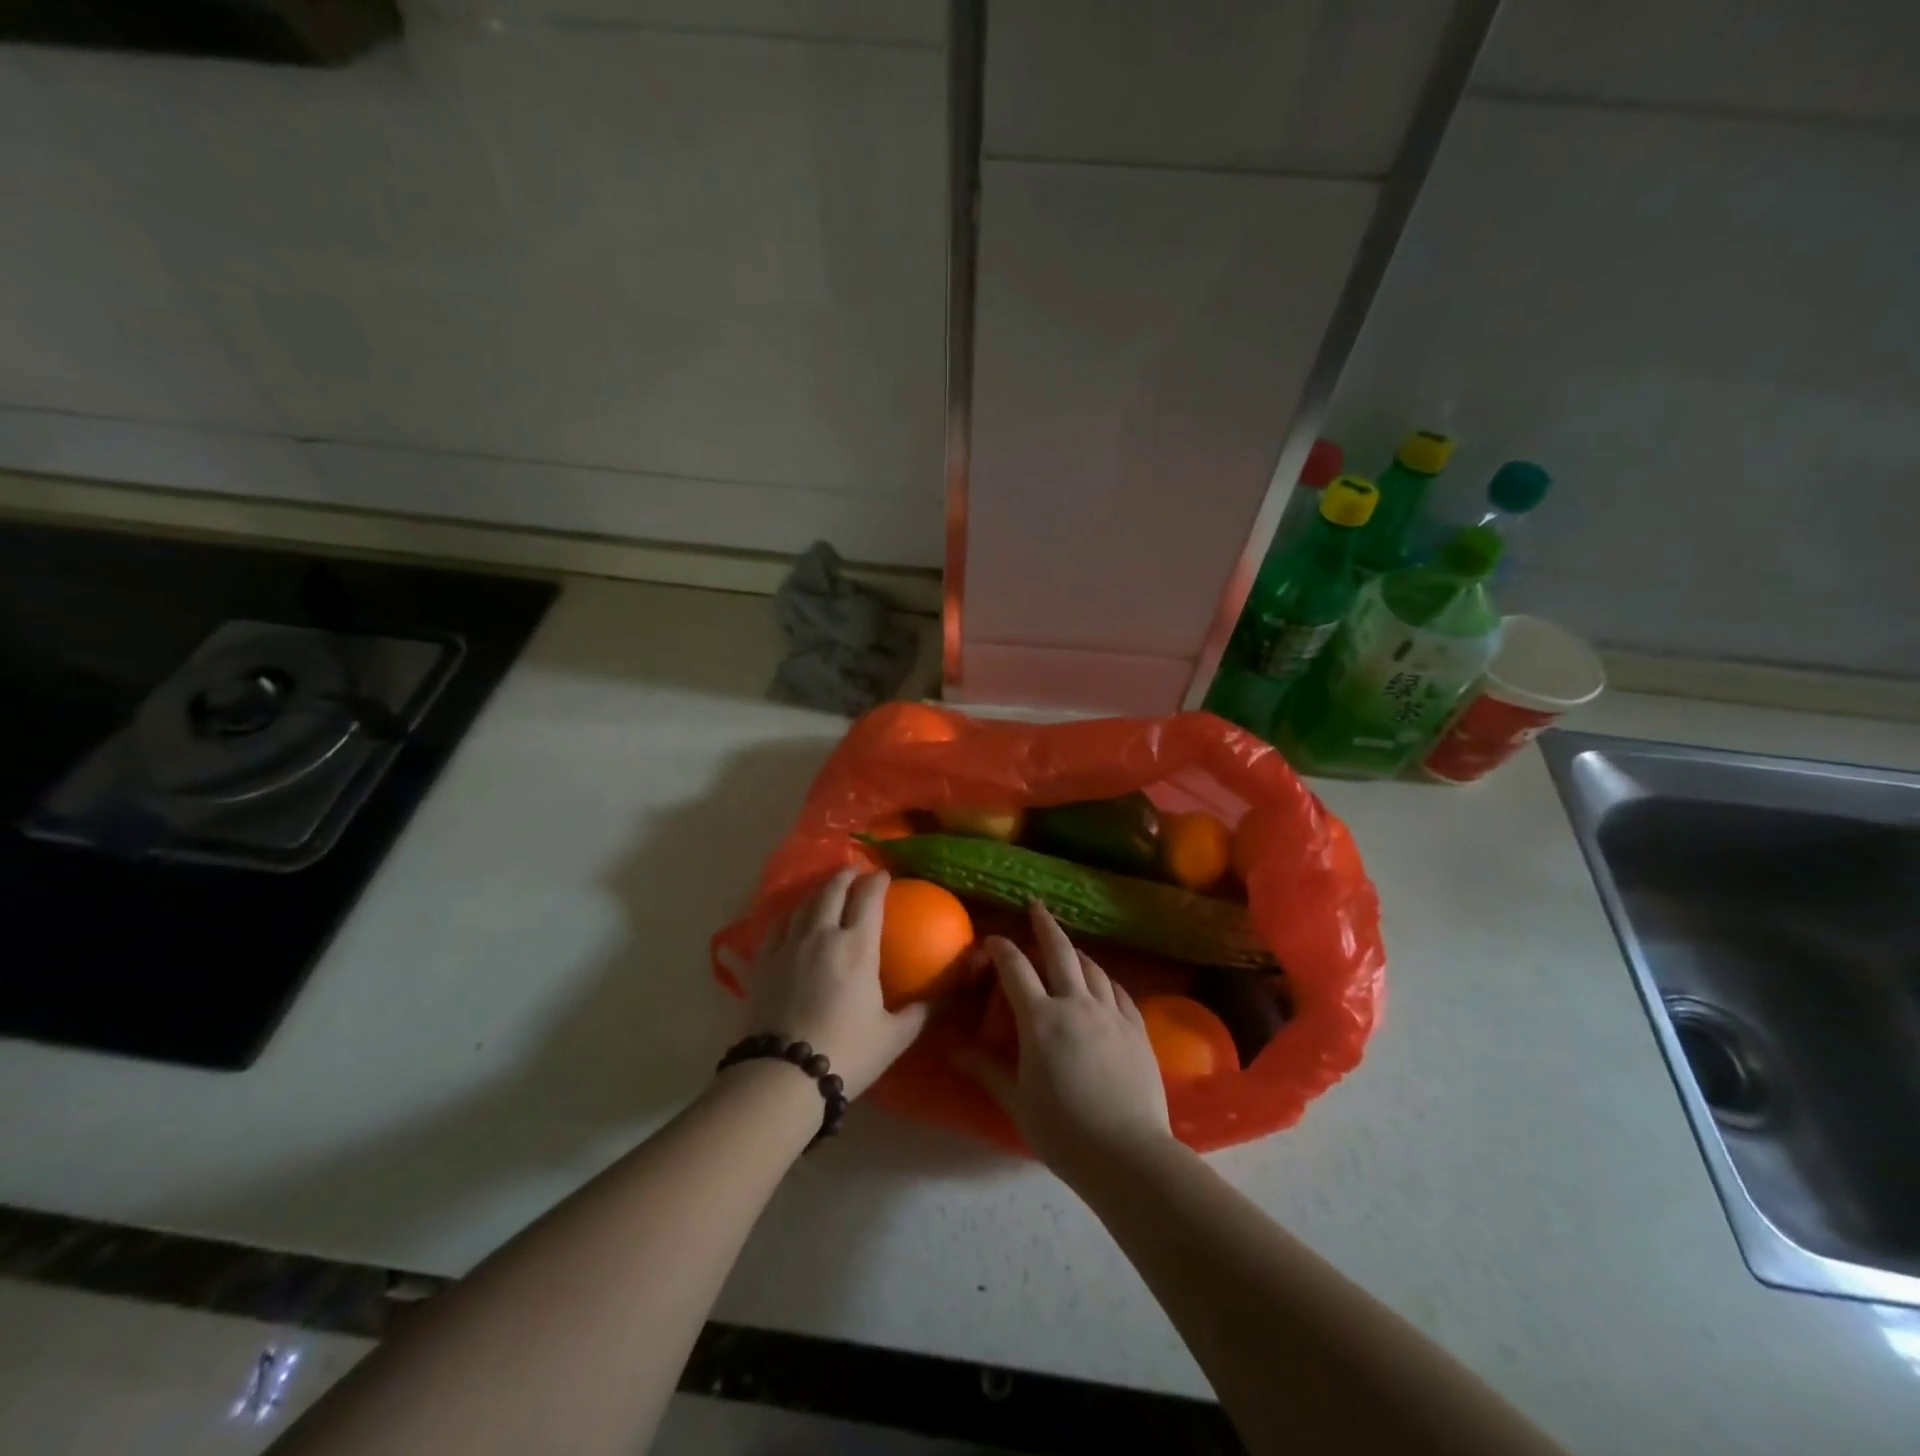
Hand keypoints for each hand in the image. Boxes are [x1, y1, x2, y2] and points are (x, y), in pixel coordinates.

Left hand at [744, 868, 927, 1099]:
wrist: (783, 1077)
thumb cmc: (846, 1054)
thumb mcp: (895, 1036)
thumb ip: (921, 1011)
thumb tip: (945, 996)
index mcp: (856, 946)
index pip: (868, 897)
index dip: (878, 881)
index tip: (885, 876)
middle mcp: (820, 935)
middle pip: (831, 890)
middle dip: (845, 876)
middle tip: (855, 873)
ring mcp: (786, 946)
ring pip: (802, 904)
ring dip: (817, 892)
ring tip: (825, 892)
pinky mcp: (761, 964)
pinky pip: (774, 928)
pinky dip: (788, 917)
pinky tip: (789, 922)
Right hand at [959, 901, 1171, 1182]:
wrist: (1128, 1154)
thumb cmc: (1063, 1131)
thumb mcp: (1017, 1101)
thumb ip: (986, 1069)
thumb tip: (953, 1049)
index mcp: (1040, 1019)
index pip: (1016, 969)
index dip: (1002, 949)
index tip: (993, 940)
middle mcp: (1076, 1004)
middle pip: (1060, 951)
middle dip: (1045, 925)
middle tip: (1036, 906)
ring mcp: (1111, 1013)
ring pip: (1093, 968)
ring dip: (1076, 952)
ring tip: (1068, 947)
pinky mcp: (1137, 1028)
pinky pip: (1119, 991)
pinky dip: (1106, 979)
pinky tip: (1103, 982)